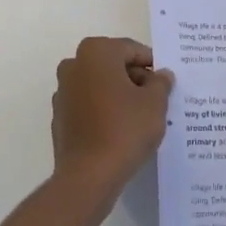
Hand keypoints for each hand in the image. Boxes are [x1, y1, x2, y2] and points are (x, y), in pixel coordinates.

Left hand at [50, 37, 172, 203]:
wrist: (89, 175)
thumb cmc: (125, 129)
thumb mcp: (155, 103)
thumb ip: (160, 83)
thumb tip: (161, 74)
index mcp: (96, 52)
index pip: (132, 50)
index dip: (152, 65)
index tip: (166, 83)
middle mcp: (74, 65)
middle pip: (113, 65)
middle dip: (135, 79)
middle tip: (157, 100)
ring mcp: (63, 91)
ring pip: (99, 85)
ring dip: (119, 94)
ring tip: (141, 117)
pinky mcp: (60, 116)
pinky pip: (88, 105)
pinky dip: (103, 111)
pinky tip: (120, 130)